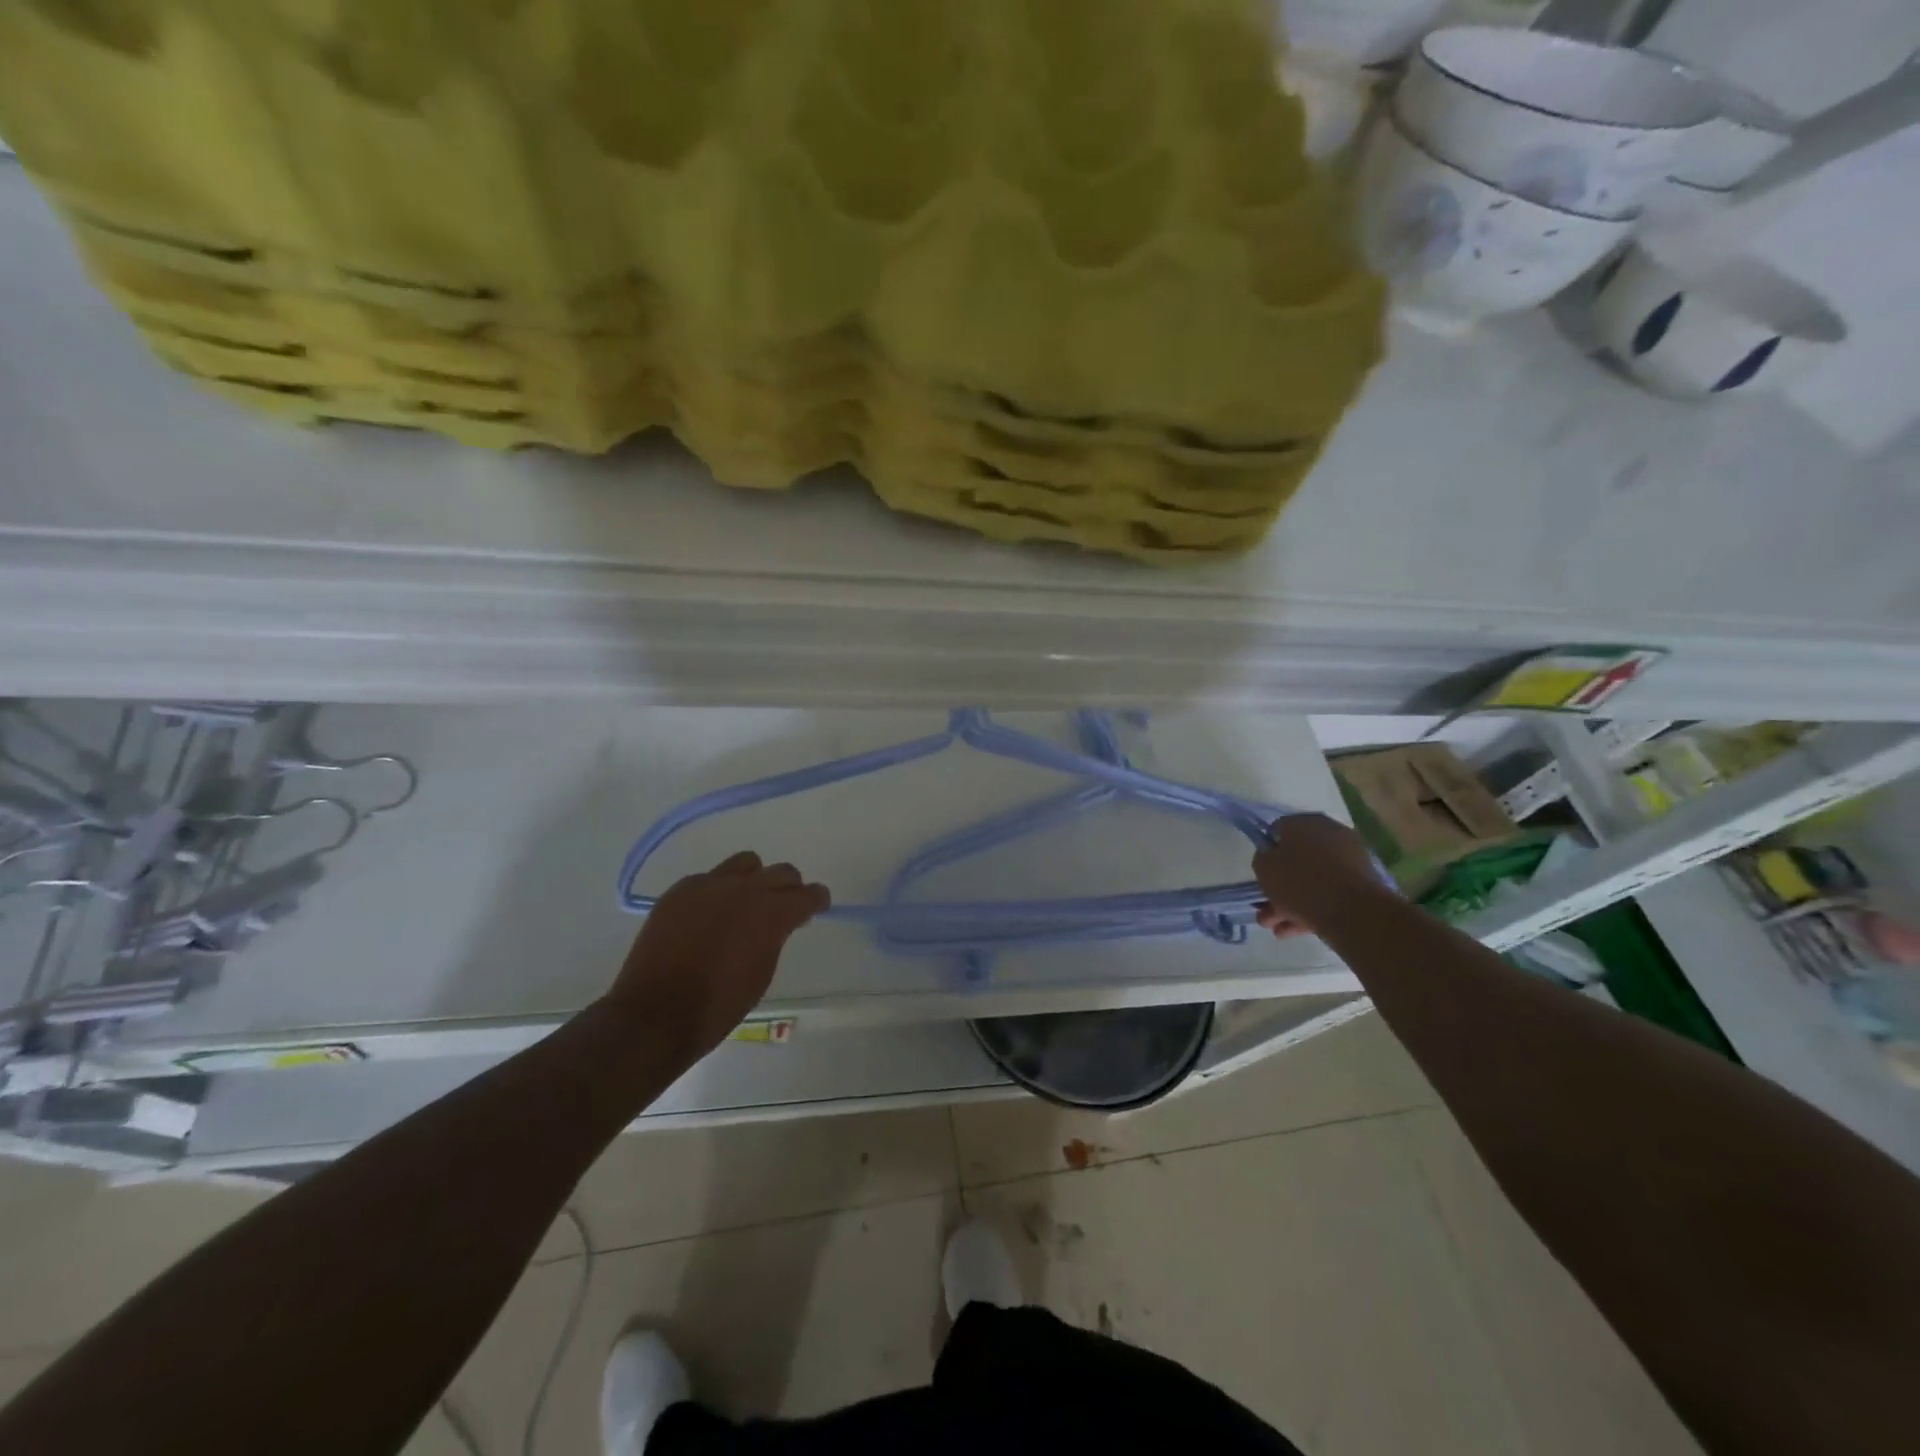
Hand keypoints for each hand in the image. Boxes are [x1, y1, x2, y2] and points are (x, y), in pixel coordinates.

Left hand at [606, 851, 829, 1061]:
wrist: (655, 1014)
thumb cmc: (718, 1005)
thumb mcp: (762, 972)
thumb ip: (775, 937)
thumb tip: (778, 923)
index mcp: (771, 913)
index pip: (808, 894)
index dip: (817, 900)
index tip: (817, 907)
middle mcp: (744, 889)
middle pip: (781, 872)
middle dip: (789, 888)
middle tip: (784, 907)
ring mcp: (708, 885)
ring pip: (745, 863)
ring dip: (754, 880)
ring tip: (745, 903)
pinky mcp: (679, 890)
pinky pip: (709, 879)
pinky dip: (718, 892)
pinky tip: (709, 916)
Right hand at [1252, 813, 1384, 937]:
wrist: (1354, 912)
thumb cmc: (1301, 882)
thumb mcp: (1264, 867)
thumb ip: (1263, 858)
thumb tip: (1271, 857)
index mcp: (1305, 822)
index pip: (1278, 830)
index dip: (1267, 850)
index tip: (1261, 870)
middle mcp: (1330, 834)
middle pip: (1297, 859)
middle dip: (1278, 884)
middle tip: (1264, 905)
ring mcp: (1349, 860)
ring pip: (1312, 880)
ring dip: (1290, 902)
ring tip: (1274, 927)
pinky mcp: (1362, 886)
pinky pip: (1329, 894)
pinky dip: (1311, 909)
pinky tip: (1293, 930)